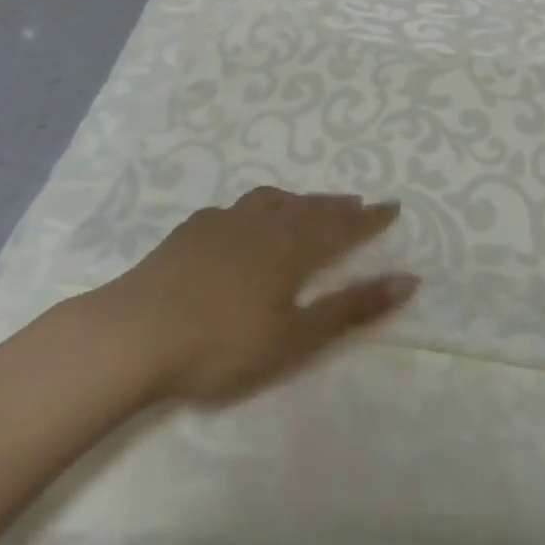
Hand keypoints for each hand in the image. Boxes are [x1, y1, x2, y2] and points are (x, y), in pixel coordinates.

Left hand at [99, 188, 417, 405]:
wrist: (136, 332)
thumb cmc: (222, 344)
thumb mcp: (296, 337)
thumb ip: (351, 308)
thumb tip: (409, 279)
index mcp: (292, 247)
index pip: (342, 226)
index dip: (369, 219)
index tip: (393, 207)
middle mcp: (263, 223)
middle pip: (309, 208)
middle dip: (337, 206)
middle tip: (357, 203)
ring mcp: (224, 222)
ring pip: (272, 200)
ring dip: (298, 201)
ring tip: (308, 205)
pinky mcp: (192, 229)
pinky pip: (236, 208)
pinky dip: (256, 208)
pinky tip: (244, 220)